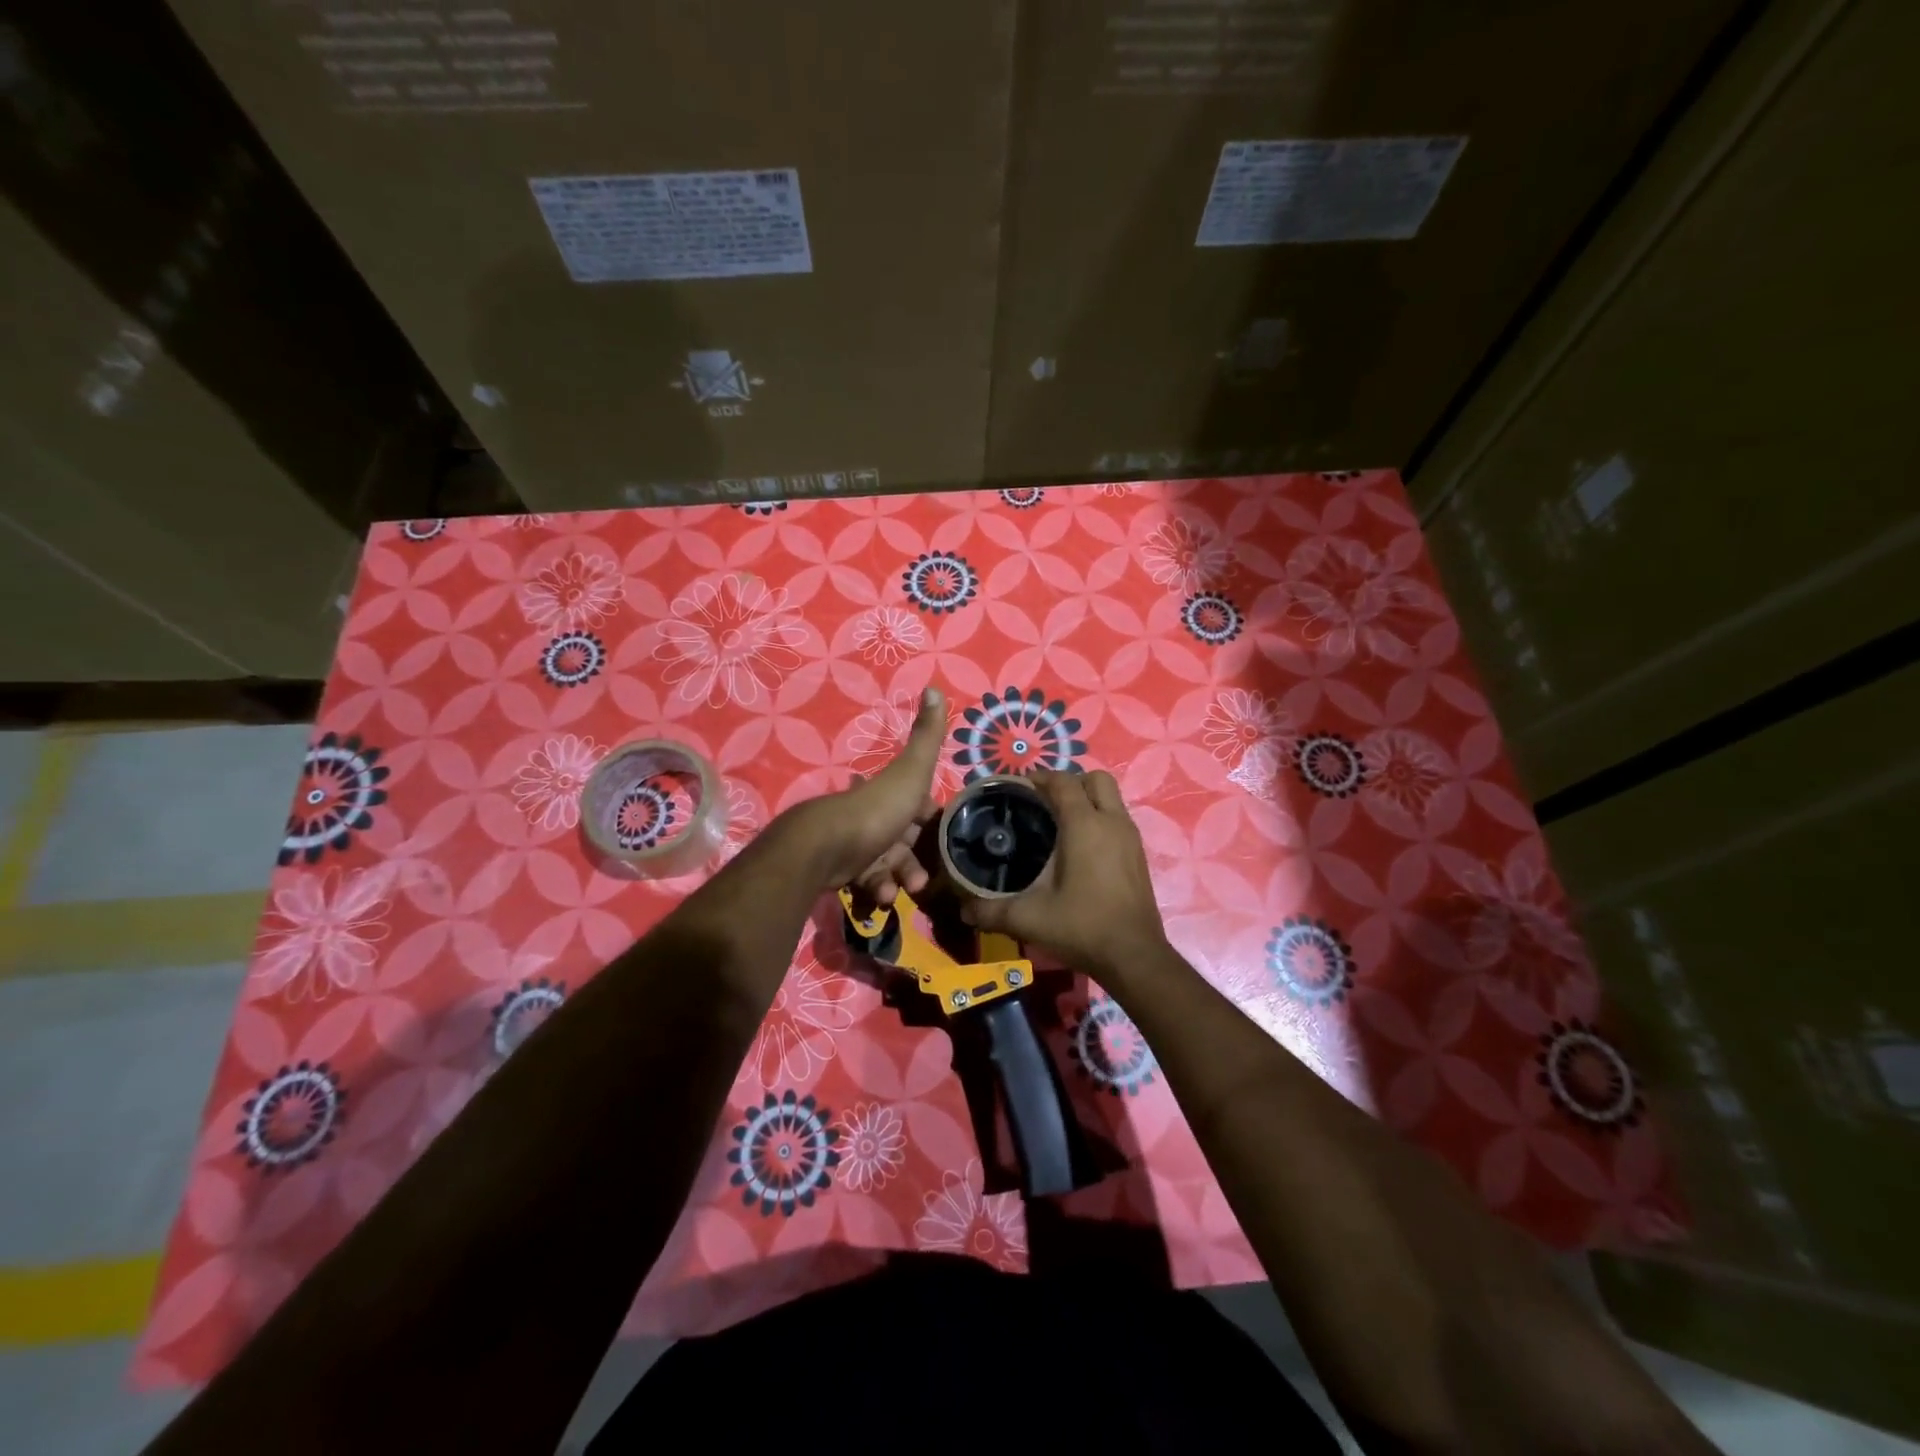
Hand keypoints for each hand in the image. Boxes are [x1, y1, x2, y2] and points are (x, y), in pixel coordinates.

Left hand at [780, 686, 947, 898]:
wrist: (828, 848)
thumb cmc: (877, 810)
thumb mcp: (911, 772)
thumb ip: (927, 737)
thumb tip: (935, 688)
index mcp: (888, 794)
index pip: (915, 804)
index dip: (928, 816)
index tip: (942, 831)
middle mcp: (871, 817)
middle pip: (902, 839)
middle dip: (916, 857)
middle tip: (925, 875)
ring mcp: (855, 845)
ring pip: (887, 864)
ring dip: (899, 877)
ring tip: (903, 889)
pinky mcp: (841, 871)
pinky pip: (866, 882)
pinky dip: (876, 889)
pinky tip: (879, 896)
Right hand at [960, 769, 1167, 981]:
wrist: (1134, 957)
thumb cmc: (1082, 927)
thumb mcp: (1029, 919)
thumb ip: (991, 911)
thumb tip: (963, 910)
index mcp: (1084, 825)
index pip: (1062, 781)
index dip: (1039, 778)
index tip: (1017, 787)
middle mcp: (1111, 821)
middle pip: (1094, 779)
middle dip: (1069, 782)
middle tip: (1043, 801)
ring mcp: (1130, 837)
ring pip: (1110, 798)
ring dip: (1087, 799)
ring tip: (1059, 822)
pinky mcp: (1139, 855)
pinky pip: (1117, 819)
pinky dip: (1099, 819)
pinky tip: (1080, 847)